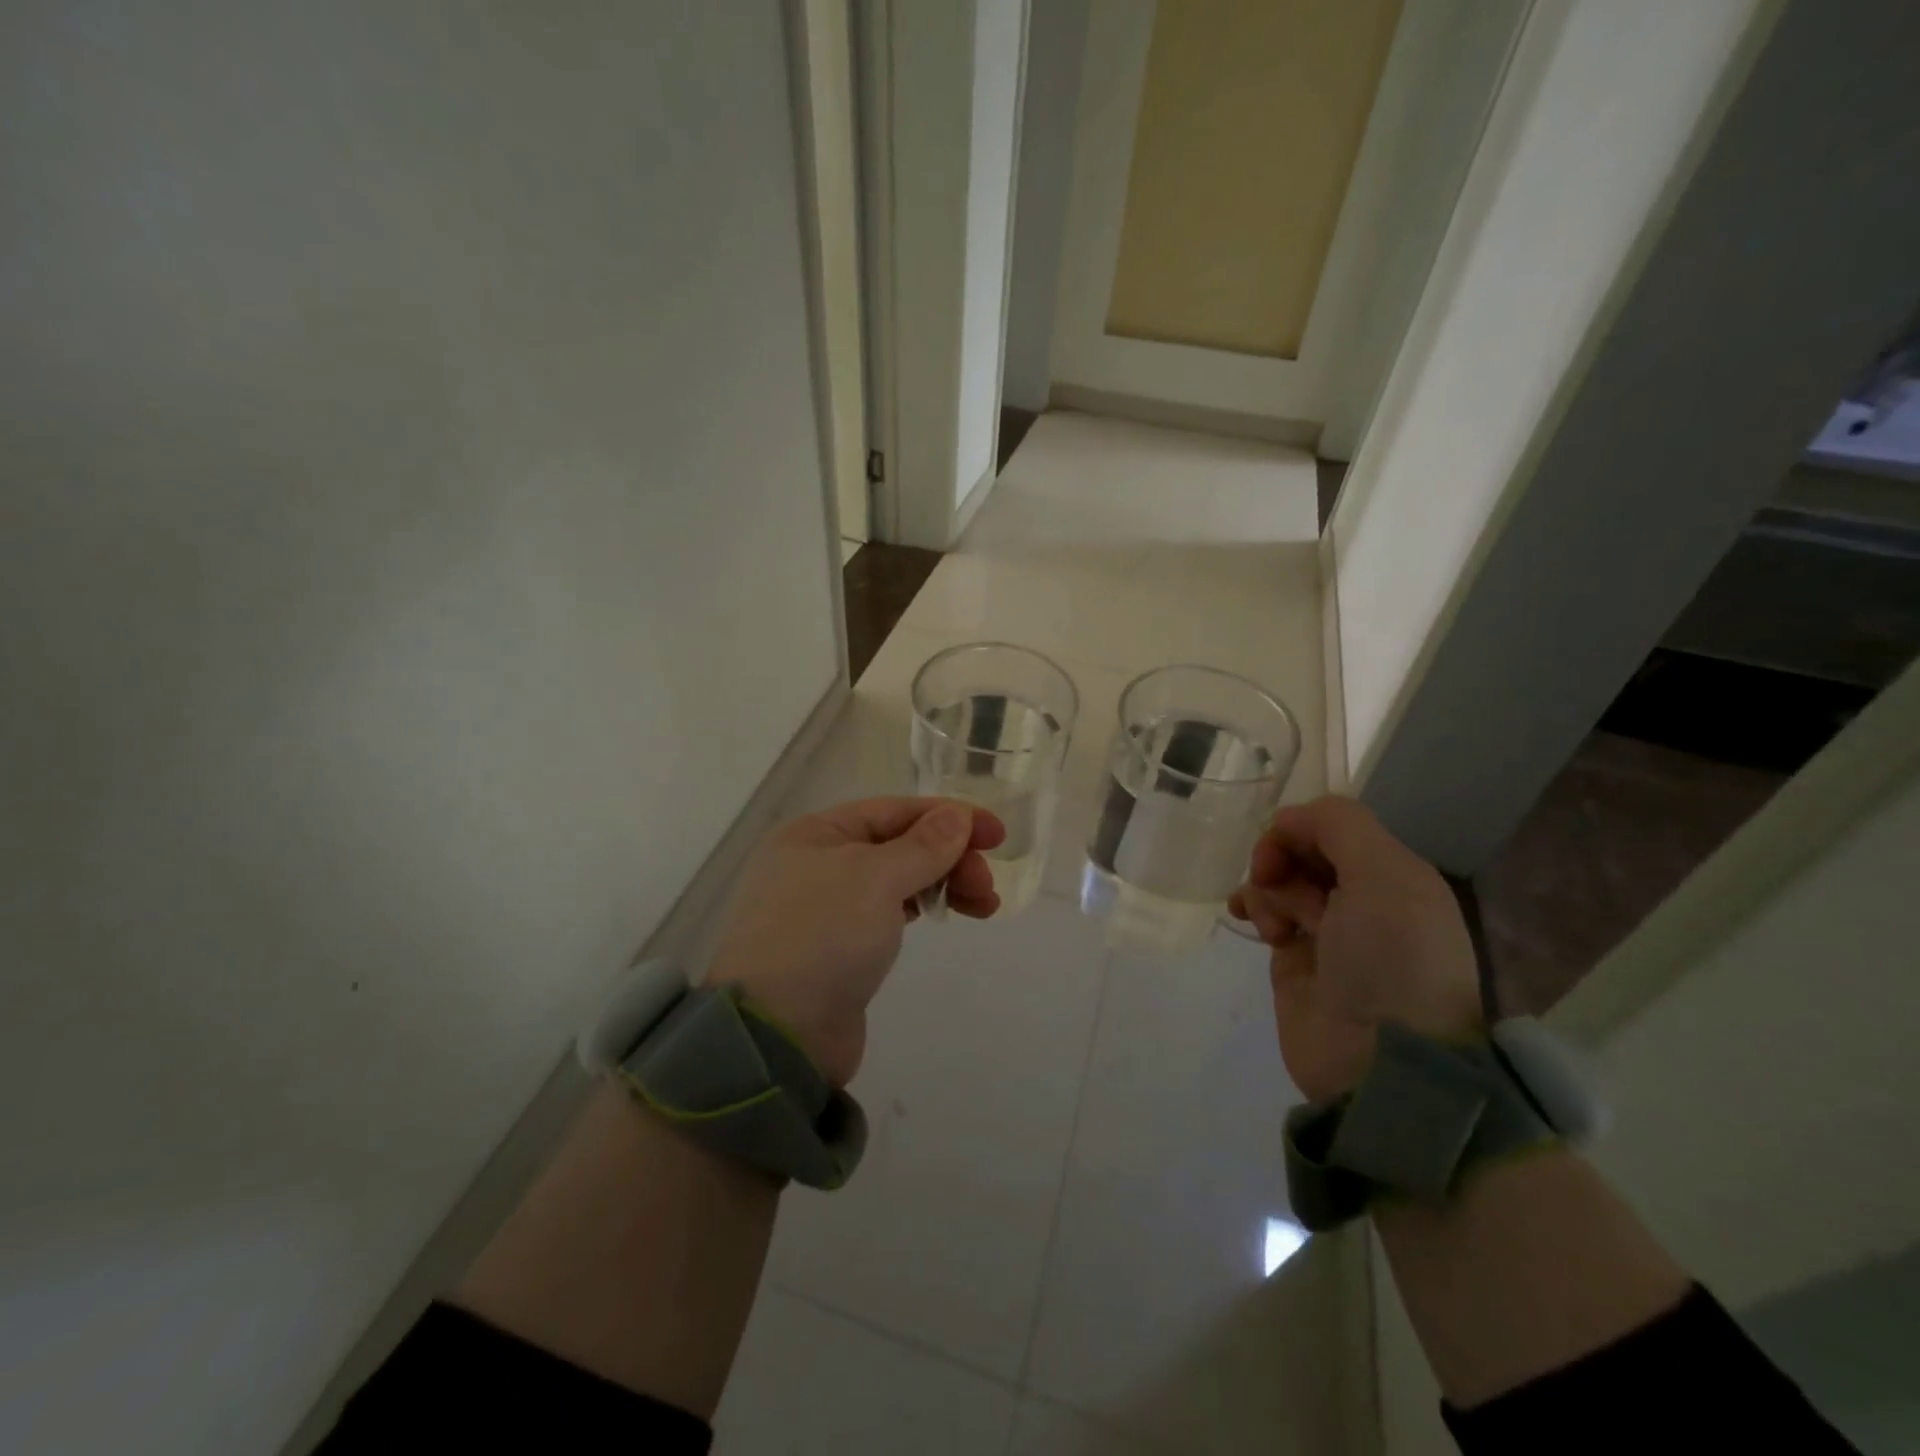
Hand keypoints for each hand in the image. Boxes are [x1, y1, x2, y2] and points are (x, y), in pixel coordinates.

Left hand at [702, 797, 1004, 1086]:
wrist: (777, 1035)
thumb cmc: (823, 937)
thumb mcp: (876, 878)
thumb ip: (922, 845)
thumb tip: (956, 816)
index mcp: (816, 834)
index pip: (895, 810)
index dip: (949, 817)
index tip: (997, 835)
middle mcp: (818, 863)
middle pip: (899, 844)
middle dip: (949, 857)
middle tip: (986, 886)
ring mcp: (827, 908)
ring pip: (898, 879)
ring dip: (943, 883)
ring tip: (984, 906)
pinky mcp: (839, 947)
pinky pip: (889, 912)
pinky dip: (921, 907)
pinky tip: (945, 915)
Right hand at [1228, 796, 1481, 1102]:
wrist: (1380, 1061)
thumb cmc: (1390, 959)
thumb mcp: (1384, 876)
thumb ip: (1339, 825)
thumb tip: (1287, 820)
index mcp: (1394, 874)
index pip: (1335, 826)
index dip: (1301, 829)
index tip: (1283, 850)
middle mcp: (1363, 897)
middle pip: (1303, 850)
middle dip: (1280, 858)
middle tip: (1272, 881)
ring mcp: (1328, 929)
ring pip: (1279, 879)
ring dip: (1266, 888)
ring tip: (1274, 923)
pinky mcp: (1295, 959)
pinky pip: (1265, 912)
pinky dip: (1253, 907)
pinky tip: (1251, 921)